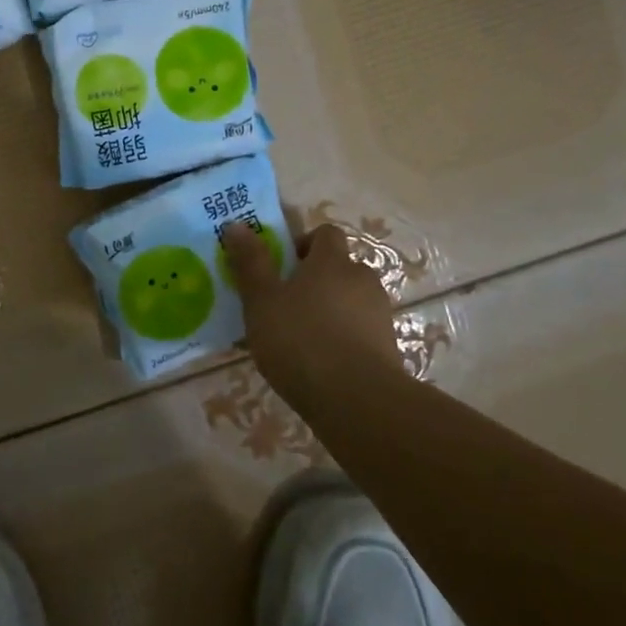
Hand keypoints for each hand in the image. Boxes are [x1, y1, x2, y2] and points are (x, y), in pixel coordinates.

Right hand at [222, 223, 401, 397]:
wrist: (357, 400)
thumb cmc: (301, 340)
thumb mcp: (261, 301)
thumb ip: (250, 262)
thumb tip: (237, 224)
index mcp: (332, 261)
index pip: (325, 233)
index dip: (304, 243)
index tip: (282, 266)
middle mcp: (361, 278)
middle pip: (340, 267)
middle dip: (316, 280)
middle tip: (286, 304)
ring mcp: (379, 313)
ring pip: (351, 299)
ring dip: (331, 310)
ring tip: (302, 338)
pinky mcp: (389, 346)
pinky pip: (361, 330)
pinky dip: (343, 337)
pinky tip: (321, 363)